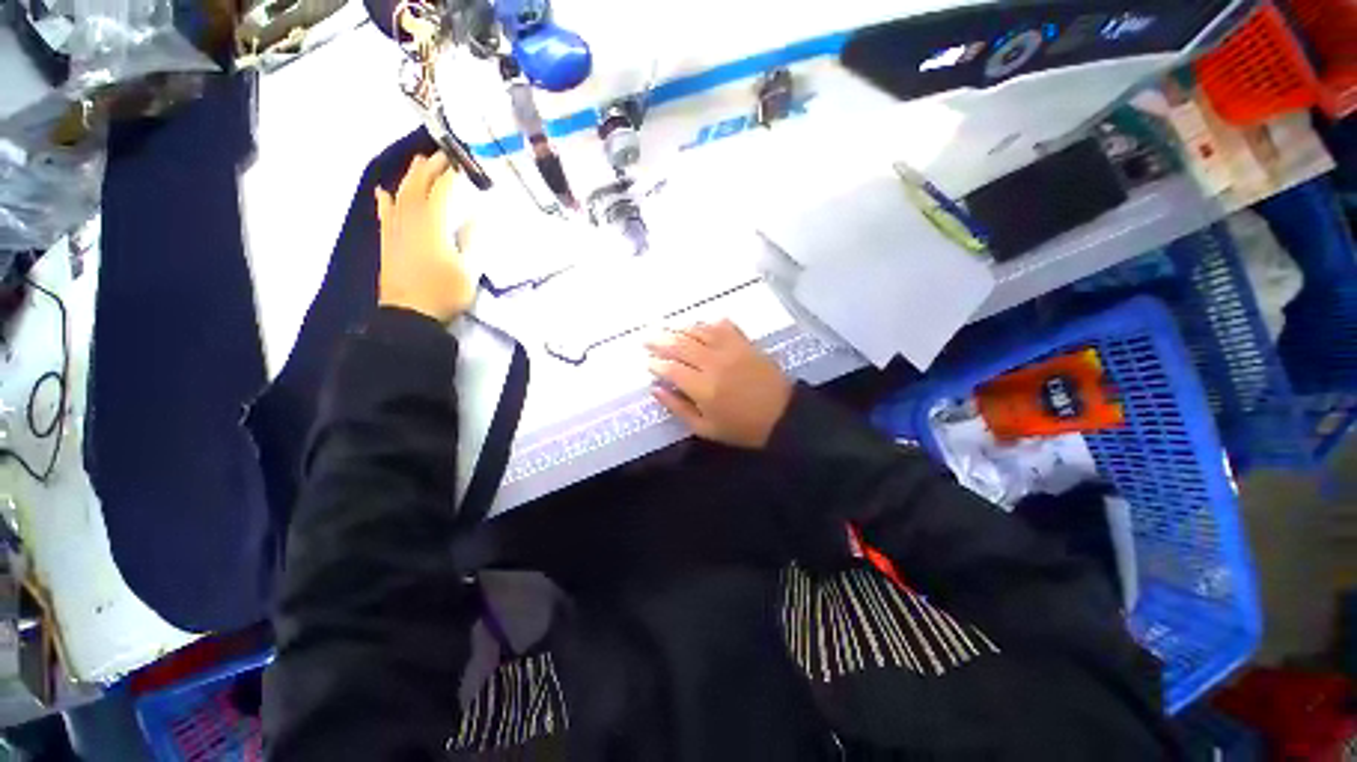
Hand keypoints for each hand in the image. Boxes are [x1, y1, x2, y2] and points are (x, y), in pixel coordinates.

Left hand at [375, 152, 476, 323]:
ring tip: (418, 162)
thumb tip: (476, 216)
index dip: (451, 175)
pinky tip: (383, 191)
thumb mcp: (470, 270)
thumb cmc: (445, 293)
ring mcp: (395, 229)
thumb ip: (472, 241)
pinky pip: (384, 213)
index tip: (463, 162)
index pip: (441, 191)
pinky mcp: (387, 241)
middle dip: (430, 168)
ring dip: (410, 177)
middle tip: (442, 154)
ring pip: (400, 195)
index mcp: (432, 225)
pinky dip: (385, 200)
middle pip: (418, 186)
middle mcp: (410, 220)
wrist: (410, 314)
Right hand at [645, 320, 793, 448]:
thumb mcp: (705, 429)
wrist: (783, 416)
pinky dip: (708, 323)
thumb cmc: (742, 428)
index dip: (656, 364)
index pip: (671, 369)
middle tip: (646, 339)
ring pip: (698, 331)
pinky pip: (723, 325)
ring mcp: (731, 349)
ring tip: (667, 329)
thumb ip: (678, 408)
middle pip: (680, 345)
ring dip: (679, 328)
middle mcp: (713, 363)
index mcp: (703, 388)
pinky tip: (699, 325)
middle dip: (659, 340)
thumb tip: (656, 389)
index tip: (648, 363)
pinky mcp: (745, 343)